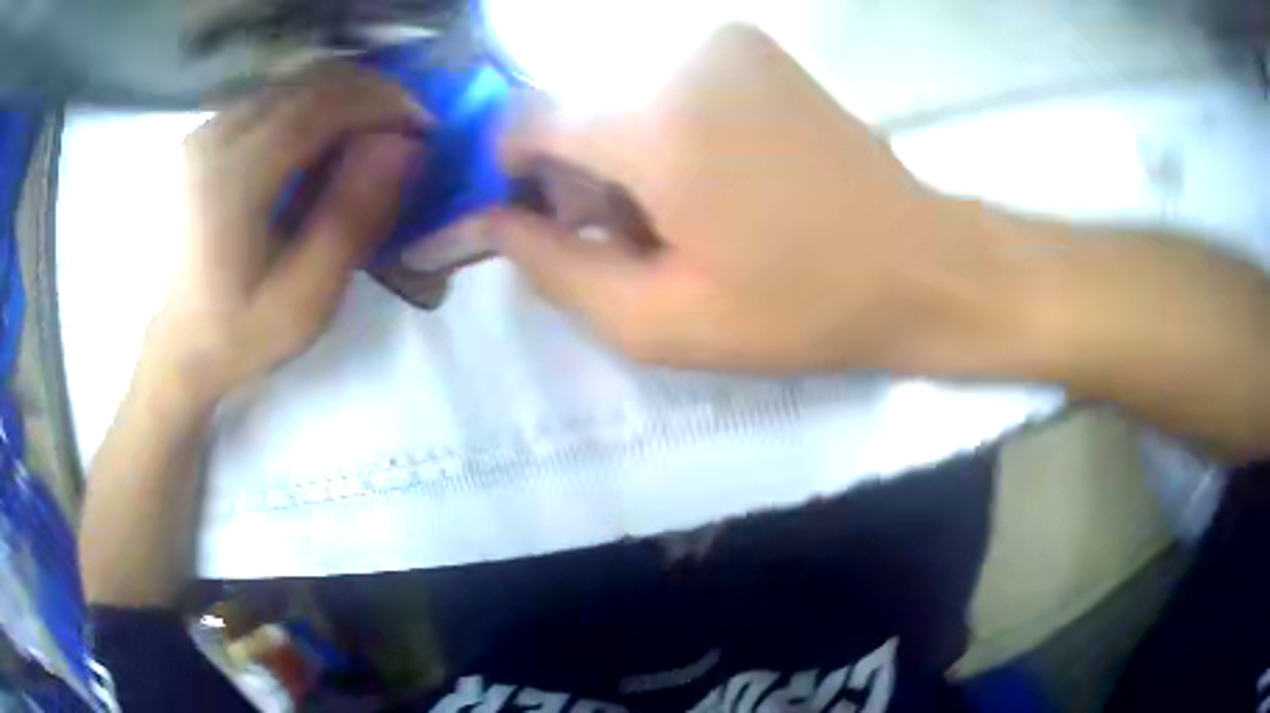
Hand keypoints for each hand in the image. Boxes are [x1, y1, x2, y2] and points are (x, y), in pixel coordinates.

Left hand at [145, 63, 425, 403]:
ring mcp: (206, 132)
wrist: (177, 346)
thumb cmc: (238, 333)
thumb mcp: (304, 301)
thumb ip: (352, 221)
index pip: (320, 106)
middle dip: (370, 95)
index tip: (424, 129)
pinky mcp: (206, 136)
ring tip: (372, 137)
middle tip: (404, 131)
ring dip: (344, 99)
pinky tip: (327, 142)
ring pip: (294, 84)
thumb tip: (404, 147)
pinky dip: (313, 107)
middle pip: (309, 83)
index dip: (382, 103)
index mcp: (231, 180)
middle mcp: (213, 139)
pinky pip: (273, 98)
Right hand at [488, 25, 1006, 373]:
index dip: (515, 172)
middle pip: (578, 109)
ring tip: (683, 218)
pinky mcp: (755, 49)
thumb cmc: (800, 307)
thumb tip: (496, 221)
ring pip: (623, 97)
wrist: (919, 266)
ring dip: (627, 156)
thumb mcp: (660, 324)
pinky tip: (717, 179)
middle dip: (580, 175)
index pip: (526, 120)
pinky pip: (670, 84)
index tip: (543, 221)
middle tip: (632, 240)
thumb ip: (555, 271)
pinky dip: (669, 130)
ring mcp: (726, 44)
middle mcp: (682, 58)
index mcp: (656, 123)